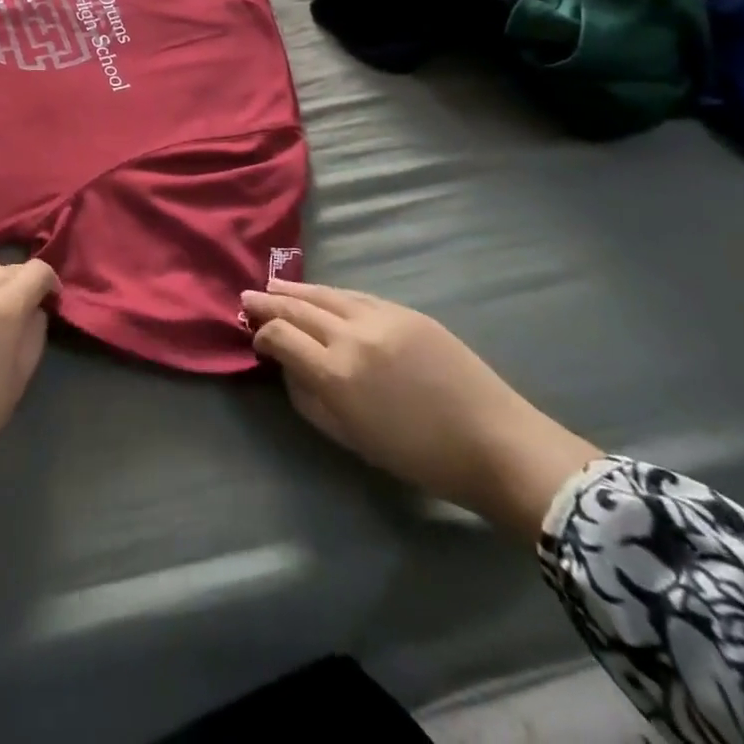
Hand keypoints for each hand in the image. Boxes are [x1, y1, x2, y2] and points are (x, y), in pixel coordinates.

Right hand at [242, 279, 601, 537]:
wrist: (496, 444)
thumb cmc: (420, 457)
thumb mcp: (352, 440)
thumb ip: (309, 400)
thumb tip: (287, 367)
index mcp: (336, 375)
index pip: (282, 337)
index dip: (263, 334)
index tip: (255, 337)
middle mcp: (352, 337)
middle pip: (298, 309)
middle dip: (269, 302)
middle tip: (247, 295)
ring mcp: (381, 318)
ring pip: (326, 294)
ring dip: (296, 290)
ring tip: (274, 286)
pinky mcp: (406, 310)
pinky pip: (356, 295)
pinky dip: (331, 293)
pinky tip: (320, 293)